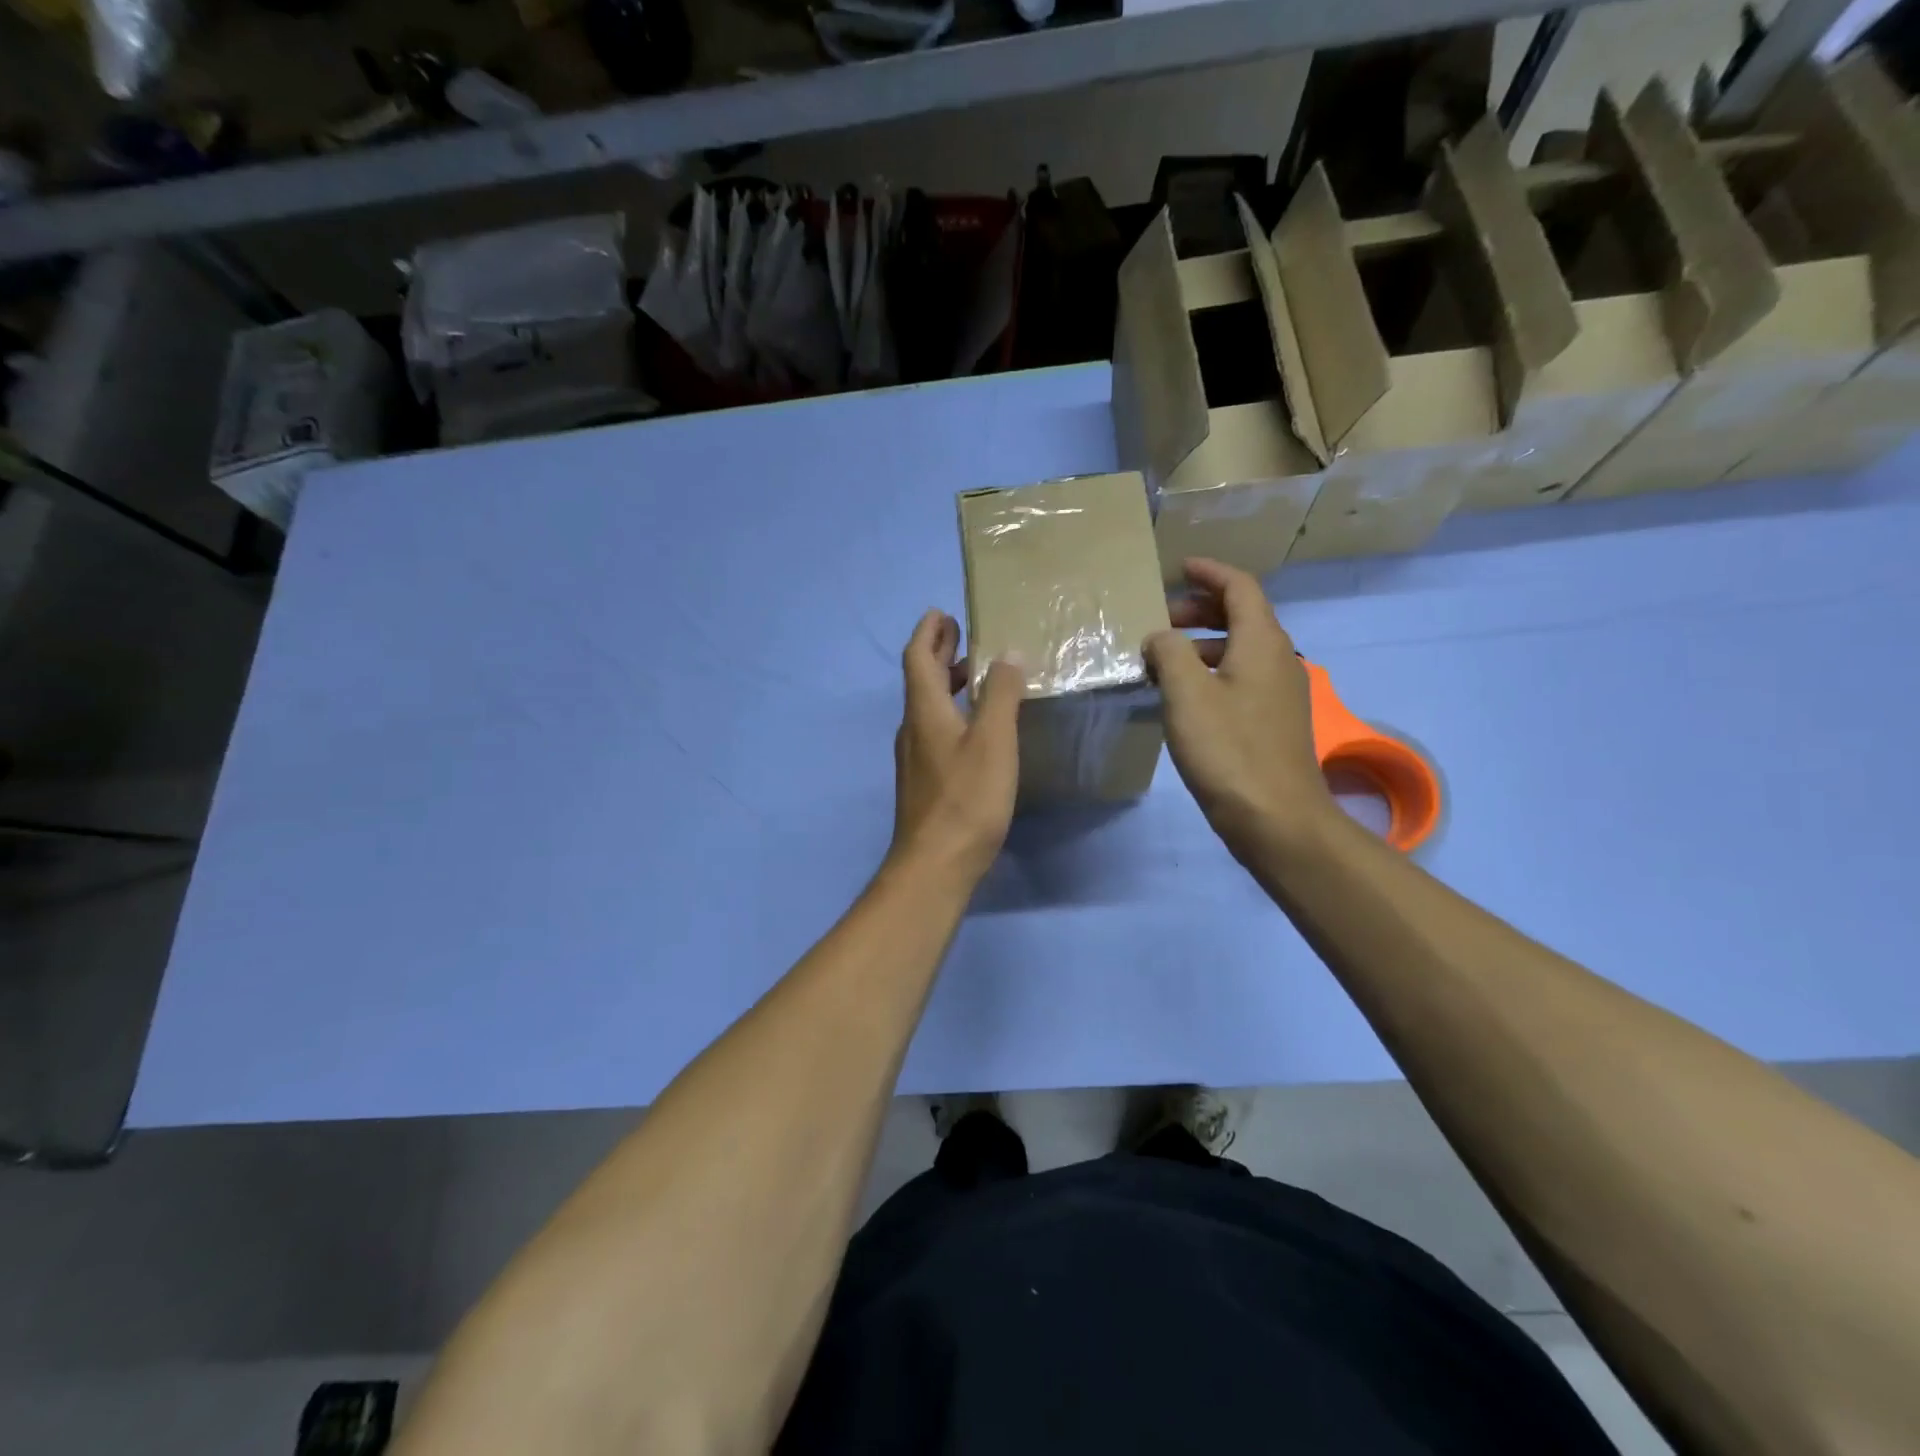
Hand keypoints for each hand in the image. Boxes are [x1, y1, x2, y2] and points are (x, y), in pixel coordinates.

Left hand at [888, 611, 1024, 883]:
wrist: (935, 864)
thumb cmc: (966, 798)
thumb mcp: (993, 741)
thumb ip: (1001, 695)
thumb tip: (1007, 654)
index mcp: (924, 711)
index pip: (917, 657)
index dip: (928, 632)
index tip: (943, 613)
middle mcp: (912, 729)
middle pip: (919, 680)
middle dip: (938, 654)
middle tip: (961, 638)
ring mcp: (914, 758)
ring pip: (927, 708)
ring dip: (945, 685)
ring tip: (974, 678)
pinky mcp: (924, 782)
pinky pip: (934, 731)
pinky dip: (951, 714)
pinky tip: (975, 729)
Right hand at [1143, 558, 1333, 860]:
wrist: (1277, 819)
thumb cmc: (1229, 750)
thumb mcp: (1186, 694)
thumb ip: (1168, 652)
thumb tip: (1160, 637)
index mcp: (1262, 642)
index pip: (1240, 587)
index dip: (1209, 572)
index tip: (1179, 568)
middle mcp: (1277, 659)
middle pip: (1242, 616)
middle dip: (1201, 609)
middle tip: (1161, 618)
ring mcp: (1278, 693)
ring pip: (1239, 649)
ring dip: (1202, 643)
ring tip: (1162, 657)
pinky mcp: (1272, 721)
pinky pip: (1239, 678)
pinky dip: (1210, 671)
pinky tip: (1182, 695)